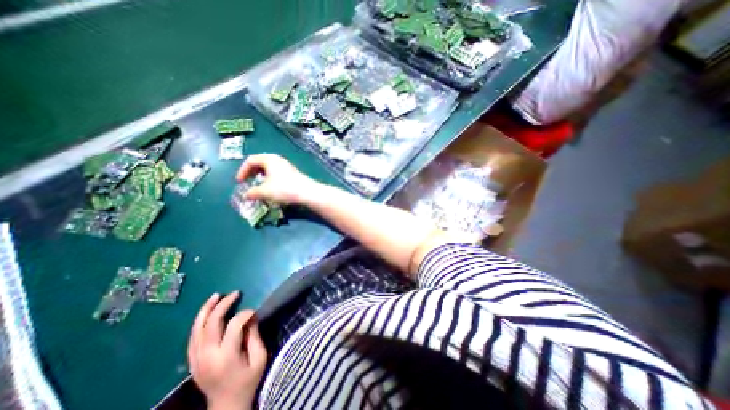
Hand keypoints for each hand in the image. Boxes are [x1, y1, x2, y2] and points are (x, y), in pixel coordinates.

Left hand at [187, 291, 266, 409]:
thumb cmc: (248, 381)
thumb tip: (251, 317)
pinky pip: (192, 337)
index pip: (233, 326)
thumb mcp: (259, 358)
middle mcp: (207, 356)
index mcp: (226, 356)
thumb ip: (254, 336)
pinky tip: (207, 312)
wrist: (226, 406)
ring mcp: (196, 359)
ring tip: (216, 295)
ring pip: (197, 328)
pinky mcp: (192, 361)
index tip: (254, 312)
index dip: (245, 314)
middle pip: (211, 323)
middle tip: (235, 293)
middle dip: (223, 305)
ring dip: (206, 309)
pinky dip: (199, 322)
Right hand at [235, 154, 317, 204]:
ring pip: (269, 168)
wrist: (307, 192)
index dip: (242, 171)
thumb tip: (246, 195)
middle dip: (251, 173)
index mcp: (269, 159)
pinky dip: (270, 179)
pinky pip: (277, 173)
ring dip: (261, 177)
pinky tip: (272, 188)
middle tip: (247, 182)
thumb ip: (252, 193)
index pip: (250, 160)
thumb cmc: (284, 189)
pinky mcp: (293, 173)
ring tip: (259, 186)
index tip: (239, 182)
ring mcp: (287, 166)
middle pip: (260, 162)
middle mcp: (278, 160)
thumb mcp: (264, 191)